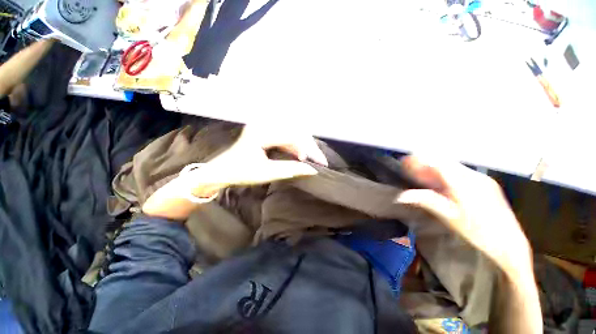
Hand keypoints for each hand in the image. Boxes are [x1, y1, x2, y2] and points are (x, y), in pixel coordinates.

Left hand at [142, 125, 326, 219]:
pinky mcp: (266, 133)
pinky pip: (286, 137)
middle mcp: (263, 125)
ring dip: (304, 146)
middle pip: (295, 132)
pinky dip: (296, 147)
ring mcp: (265, 128)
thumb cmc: (240, 172)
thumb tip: (312, 170)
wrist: (222, 171)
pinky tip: (301, 155)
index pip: (292, 136)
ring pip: (292, 133)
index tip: (319, 163)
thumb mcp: (266, 173)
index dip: (308, 149)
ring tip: (313, 159)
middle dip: (310, 147)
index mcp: (261, 132)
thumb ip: (290, 169)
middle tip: (320, 161)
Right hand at [396, 156, 530, 270]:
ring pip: (452, 167)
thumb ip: (426, 201)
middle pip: (445, 163)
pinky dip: (445, 175)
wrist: (509, 245)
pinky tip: (438, 182)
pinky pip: (460, 173)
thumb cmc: (478, 233)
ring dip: (434, 169)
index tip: (405, 161)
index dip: (420, 160)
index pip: (438, 164)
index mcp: (465, 184)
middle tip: (409, 168)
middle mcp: (475, 177)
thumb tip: (401, 195)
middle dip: (425, 163)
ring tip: (419, 175)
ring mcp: (482, 179)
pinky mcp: (486, 184)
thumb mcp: (449, 217)